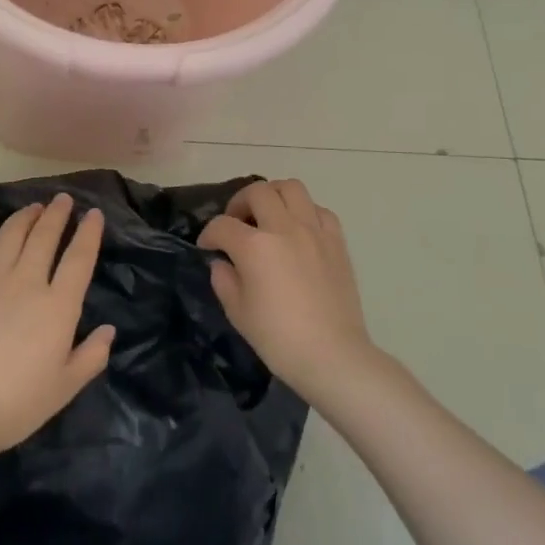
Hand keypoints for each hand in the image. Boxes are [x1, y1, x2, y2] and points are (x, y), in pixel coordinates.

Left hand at [0, 194, 115, 466]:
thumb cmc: (16, 405)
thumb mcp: (64, 388)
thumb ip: (91, 357)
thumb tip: (109, 331)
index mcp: (58, 306)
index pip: (79, 258)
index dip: (89, 232)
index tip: (94, 214)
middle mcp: (27, 283)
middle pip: (45, 236)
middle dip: (57, 213)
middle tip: (64, 199)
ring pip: (12, 235)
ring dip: (26, 216)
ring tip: (34, 207)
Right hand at [202, 179, 375, 396]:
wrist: (333, 356)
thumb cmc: (279, 339)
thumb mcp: (238, 313)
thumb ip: (224, 280)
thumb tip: (223, 262)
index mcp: (255, 247)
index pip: (222, 225)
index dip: (209, 234)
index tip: (208, 247)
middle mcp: (284, 228)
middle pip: (257, 191)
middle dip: (239, 203)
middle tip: (237, 223)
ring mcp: (314, 231)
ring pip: (291, 187)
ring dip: (274, 196)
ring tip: (268, 216)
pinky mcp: (336, 241)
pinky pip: (319, 209)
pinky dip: (305, 212)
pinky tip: (299, 230)